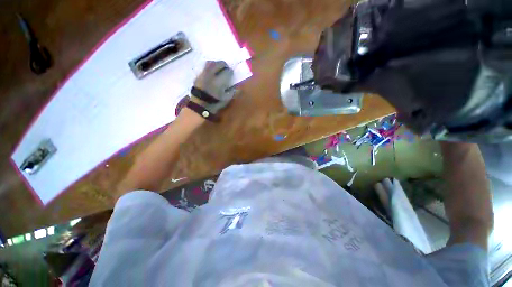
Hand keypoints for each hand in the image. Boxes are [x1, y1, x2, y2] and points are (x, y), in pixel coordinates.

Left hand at [192, 61, 234, 113]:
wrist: (199, 105)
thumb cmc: (215, 103)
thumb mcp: (226, 100)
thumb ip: (233, 92)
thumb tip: (239, 88)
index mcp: (219, 82)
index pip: (227, 72)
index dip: (231, 72)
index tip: (231, 74)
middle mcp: (211, 75)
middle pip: (219, 64)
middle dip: (224, 65)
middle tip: (226, 69)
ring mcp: (204, 74)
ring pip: (211, 63)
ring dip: (216, 64)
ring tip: (218, 68)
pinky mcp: (198, 75)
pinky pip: (205, 67)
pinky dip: (210, 68)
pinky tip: (211, 73)